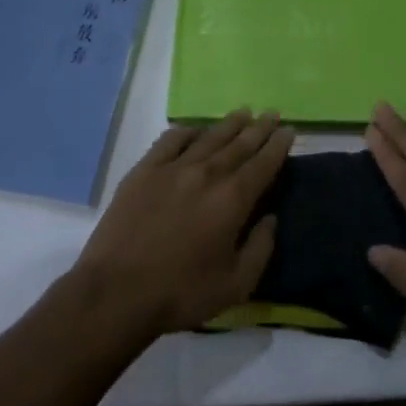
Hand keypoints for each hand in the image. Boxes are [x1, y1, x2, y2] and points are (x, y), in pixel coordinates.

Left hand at [72, 109, 293, 338]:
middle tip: (272, 113)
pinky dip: (187, 131)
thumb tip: (271, 219)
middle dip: (259, 128)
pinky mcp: (143, 171)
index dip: (278, 145)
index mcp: (233, 199)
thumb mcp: (236, 284)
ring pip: (208, 137)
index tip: (289, 130)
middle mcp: (207, 174)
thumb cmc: (181, 292)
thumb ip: (260, 248)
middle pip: (239, 143)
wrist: (116, 292)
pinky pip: (170, 141)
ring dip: (229, 124)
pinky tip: (194, 130)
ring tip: (243, 112)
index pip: (263, 163)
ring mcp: (172, 168)